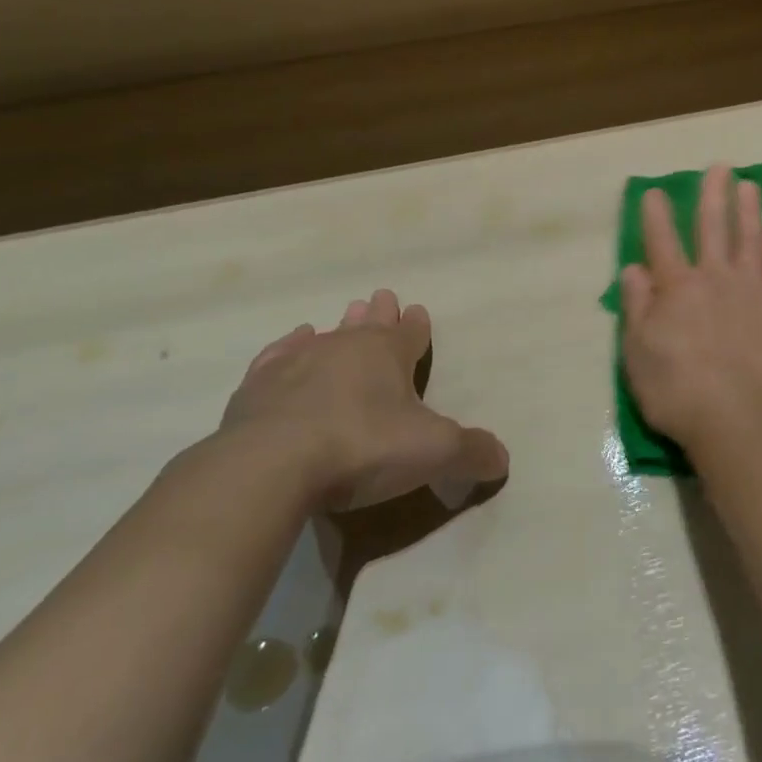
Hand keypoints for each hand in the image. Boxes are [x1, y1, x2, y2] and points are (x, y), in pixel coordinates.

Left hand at [222, 290, 508, 511]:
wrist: (271, 464)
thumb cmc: (362, 447)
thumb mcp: (433, 453)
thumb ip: (471, 453)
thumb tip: (502, 459)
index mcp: (388, 354)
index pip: (410, 333)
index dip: (417, 326)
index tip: (417, 311)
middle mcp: (345, 346)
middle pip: (368, 324)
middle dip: (378, 313)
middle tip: (381, 297)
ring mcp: (298, 362)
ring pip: (326, 335)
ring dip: (339, 327)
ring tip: (344, 314)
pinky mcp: (259, 385)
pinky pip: (280, 355)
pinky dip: (289, 348)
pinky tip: (293, 343)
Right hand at [619, 165, 761, 464]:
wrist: (737, 418)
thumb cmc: (677, 390)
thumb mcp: (637, 352)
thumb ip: (636, 305)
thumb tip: (633, 268)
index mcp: (676, 287)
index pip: (662, 241)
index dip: (656, 214)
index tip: (654, 191)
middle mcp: (715, 277)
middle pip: (713, 226)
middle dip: (713, 194)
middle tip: (720, 167)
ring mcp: (753, 289)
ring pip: (751, 238)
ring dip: (749, 209)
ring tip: (750, 185)